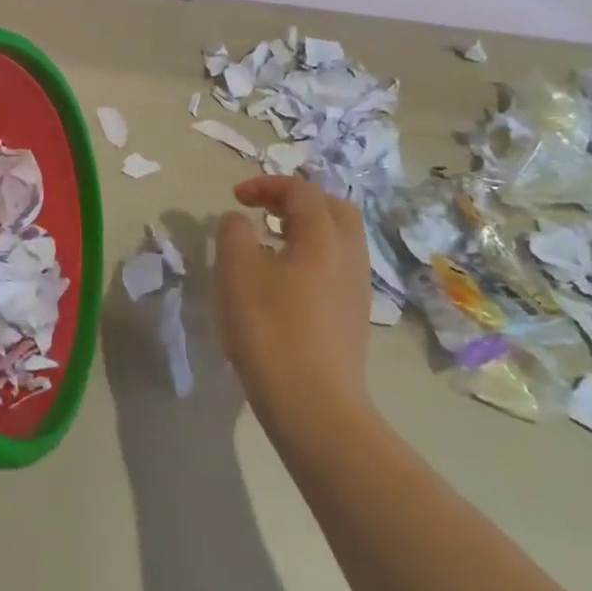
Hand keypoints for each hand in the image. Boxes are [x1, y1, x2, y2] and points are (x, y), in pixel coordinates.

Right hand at [215, 176, 370, 426]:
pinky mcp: (353, 316)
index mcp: (323, 237)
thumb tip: (240, 220)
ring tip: (270, 241)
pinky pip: (336, 266)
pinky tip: (284, 278)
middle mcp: (349, 255)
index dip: (266, 185)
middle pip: (332, 208)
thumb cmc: (270, 329)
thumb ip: (234, 232)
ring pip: (339, 239)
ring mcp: (356, 288)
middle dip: (297, 200)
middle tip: (264, 209)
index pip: (301, 191)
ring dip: (306, 228)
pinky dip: (312, 254)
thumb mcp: (237, 271)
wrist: (313, 405)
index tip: (235, 198)